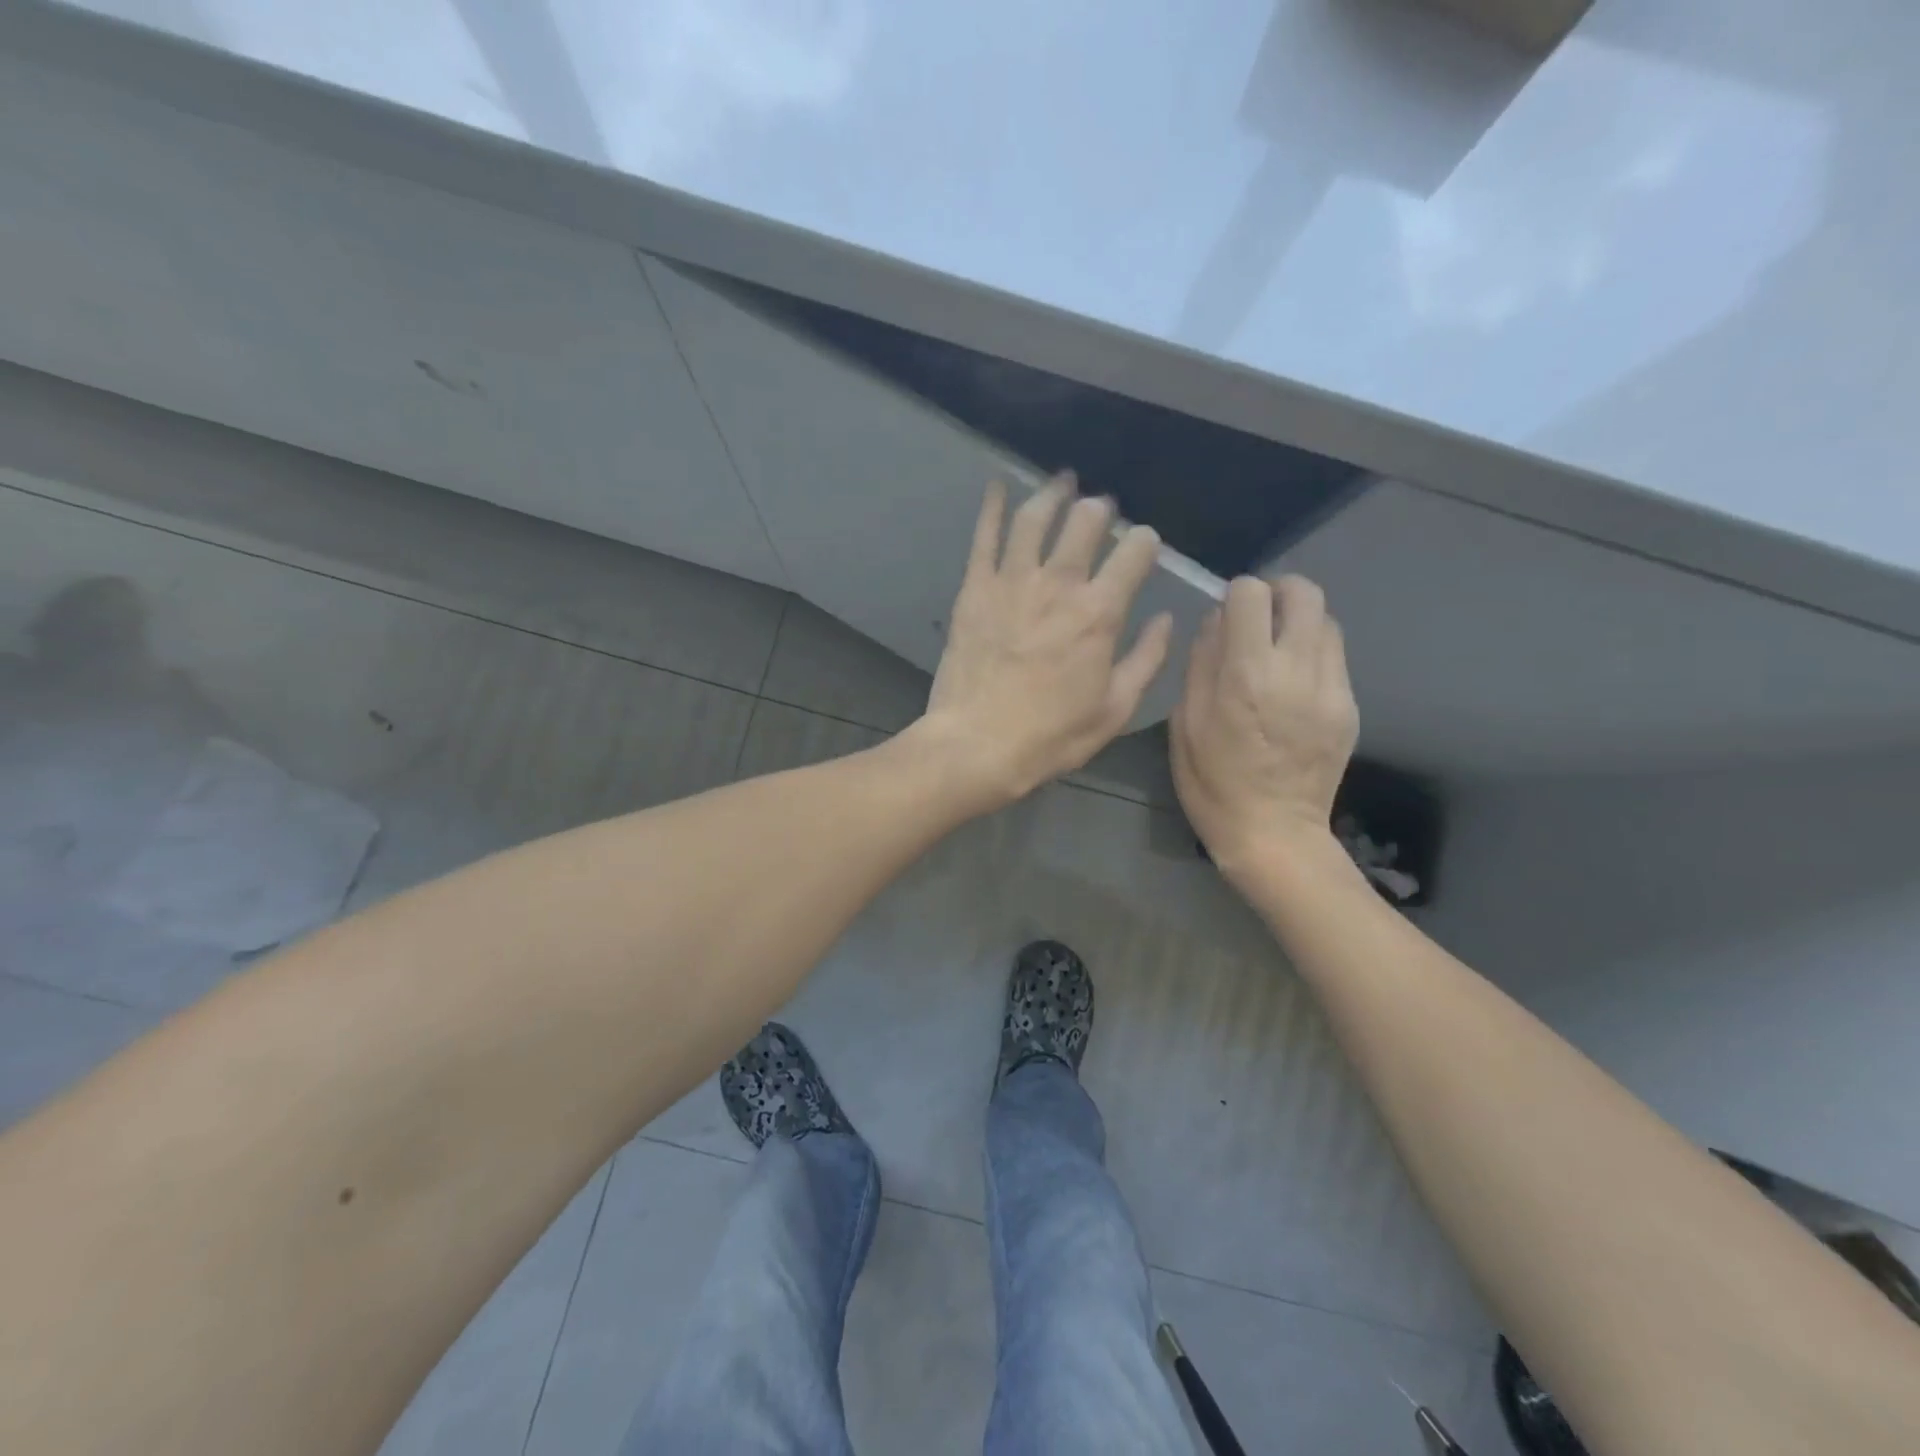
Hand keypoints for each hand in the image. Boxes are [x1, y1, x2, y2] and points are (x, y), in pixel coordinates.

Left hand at [918, 476, 1172, 806]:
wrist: (977, 744)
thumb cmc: (1051, 735)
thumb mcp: (1115, 709)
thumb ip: (1147, 659)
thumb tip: (1166, 620)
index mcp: (1100, 612)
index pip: (1134, 553)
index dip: (1146, 542)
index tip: (1145, 545)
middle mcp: (1059, 584)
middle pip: (1086, 522)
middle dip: (1101, 510)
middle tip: (1102, 510)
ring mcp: (1012, 581)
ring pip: (1036, 518)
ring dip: (1053, 493)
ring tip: (1063, 481)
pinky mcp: (974, 589)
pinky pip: (985, 536)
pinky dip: (993, 507)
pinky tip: (998, 486)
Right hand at [1171, 574, 1358, 874]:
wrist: (1274, 833)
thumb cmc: (1213, 783)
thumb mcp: (1186, 724)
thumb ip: (1200, 664)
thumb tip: (1215, 622)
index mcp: (1247, 675)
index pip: (1252, 594)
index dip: (1235, 594)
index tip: (1226, 615)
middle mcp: (1296, 670)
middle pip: (1305, 593)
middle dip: (1278, 592)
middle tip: (1257, 616)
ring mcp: (1331, 688)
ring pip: (1327, 620)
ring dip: (1299, 621)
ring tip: (1276, 648)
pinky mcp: (1350, 706)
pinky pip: (1335, 656)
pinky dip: (1312, 652)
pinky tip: (1291, 683)